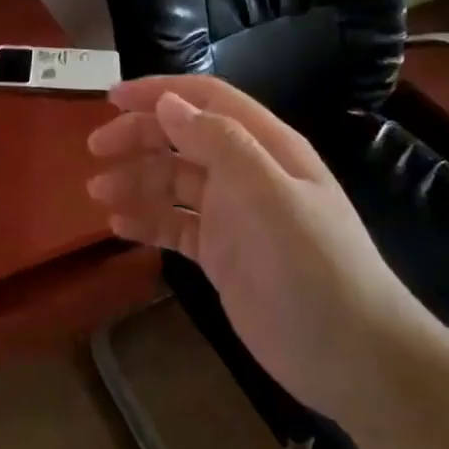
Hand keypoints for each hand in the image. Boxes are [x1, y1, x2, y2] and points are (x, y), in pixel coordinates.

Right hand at [87, 76, 423, 419]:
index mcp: (265, 147)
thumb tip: (168, 102)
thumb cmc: (313, 265)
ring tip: (98, 193)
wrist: (353, 356)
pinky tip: (119, 225)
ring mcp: (232, 215)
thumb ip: (221, 143)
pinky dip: (147, 219)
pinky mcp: (221, 254)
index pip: (206, 101)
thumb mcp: (270, 195)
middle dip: (139, 136)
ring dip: (136, 180)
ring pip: (173, 182)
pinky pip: (175, 225)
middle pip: (183, 138)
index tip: (111, 97)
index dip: (159, 92)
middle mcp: (246, 173)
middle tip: (95, 149)